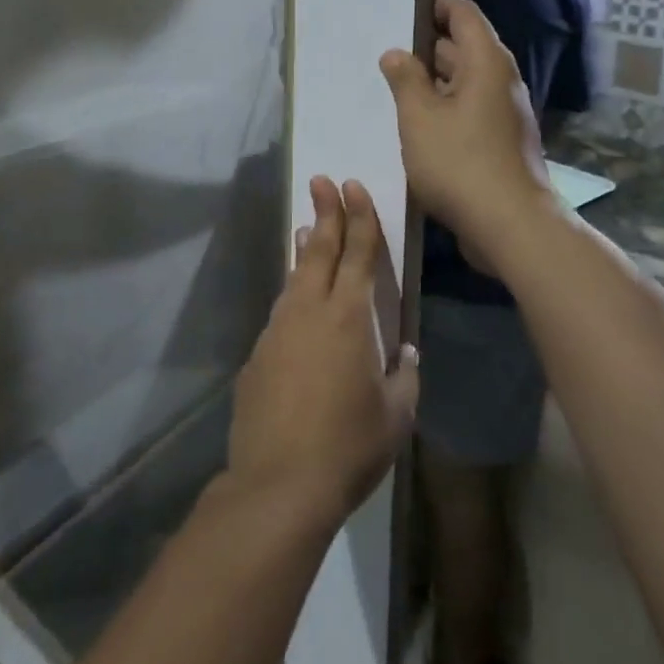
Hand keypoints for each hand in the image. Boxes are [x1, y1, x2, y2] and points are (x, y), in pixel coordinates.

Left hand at [226, 177, 419, 529]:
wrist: (278, 483)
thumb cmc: (348, 447)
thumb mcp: (395, 416)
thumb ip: (404, 376)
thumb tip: (404, 351)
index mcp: (349, 318)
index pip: (358, 254)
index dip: (359, 218)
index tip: (353, 186)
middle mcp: (310, 311)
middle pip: (319, 249)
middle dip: (325, 211)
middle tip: (322, 180)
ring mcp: (278, 330)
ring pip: (295, 277)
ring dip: (305, 250)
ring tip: (307, 228)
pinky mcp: (258, 354)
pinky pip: (282, 312)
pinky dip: (292, 294)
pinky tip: (297, 304)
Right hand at [379, 0, 555, 260]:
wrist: (511, 226)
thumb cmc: (461, 162)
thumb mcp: (420, 117)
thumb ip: (405, 79)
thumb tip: (396, 53)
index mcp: (486, 62)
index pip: (462, 13)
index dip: (435, 2)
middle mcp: (500, 81)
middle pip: (463, 46)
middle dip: (425, 44)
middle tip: (384, 43)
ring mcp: (503, 114)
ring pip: (463, 82)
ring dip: (431, 80)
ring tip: (390, 81)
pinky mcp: (499, 142)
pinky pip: (467, 110)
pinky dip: (442, 107)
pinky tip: (413, 122)